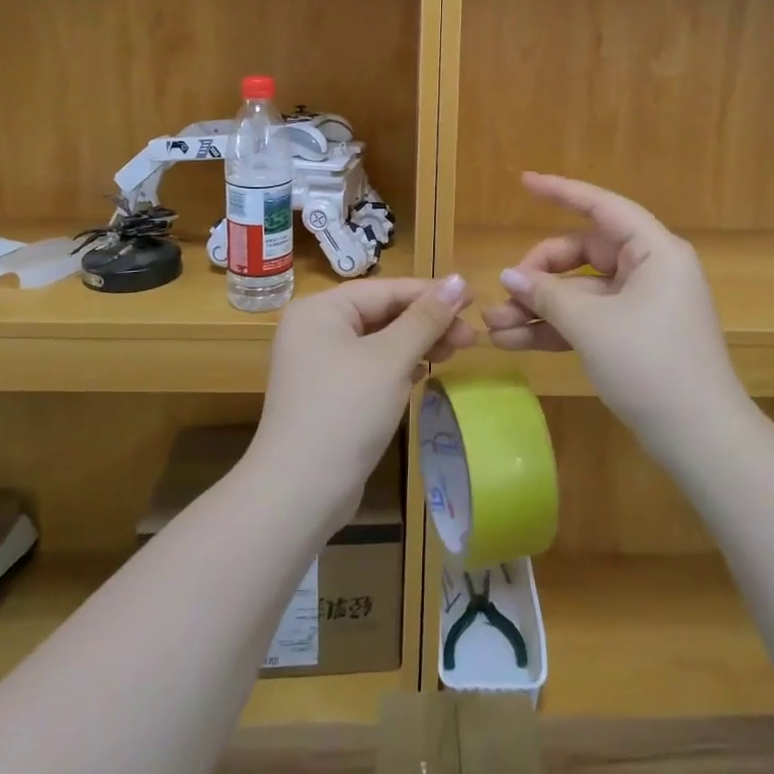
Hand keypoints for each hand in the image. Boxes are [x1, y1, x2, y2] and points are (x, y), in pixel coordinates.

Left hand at [252, 276, 475, 516]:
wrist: (298, 494)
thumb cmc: (345, 412)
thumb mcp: (390, 359)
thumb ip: (426, 318)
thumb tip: (459, 279)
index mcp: (321, 310)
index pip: (386, 290)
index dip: (432, 293)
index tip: (475, 300)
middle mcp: (315, 329)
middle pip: (382, 313)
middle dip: (427, 323)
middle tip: (470, 338)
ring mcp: (319, 364)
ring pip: (379, 341)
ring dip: (417, 345)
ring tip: (456, 352)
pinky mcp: (328, 394)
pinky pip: (370, 366)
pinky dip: (399, 366)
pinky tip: (425, 373)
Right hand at [482, 174, 743, 452]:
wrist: (701, 440)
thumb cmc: (651, 365)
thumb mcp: (592, 325)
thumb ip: (547, 295)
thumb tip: (508, 276)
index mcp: (654, 252)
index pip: (602, 207)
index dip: (561, 192)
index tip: (524, 183)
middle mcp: (649, 270)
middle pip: (582, 253)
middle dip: (538, 273)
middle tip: (503, 292)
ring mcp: (640, 305)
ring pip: (579, 292)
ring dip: (539, 307)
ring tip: (493, 326)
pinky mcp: (632, 336)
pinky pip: (587, 320)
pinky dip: (555, 328)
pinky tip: (514, 341)